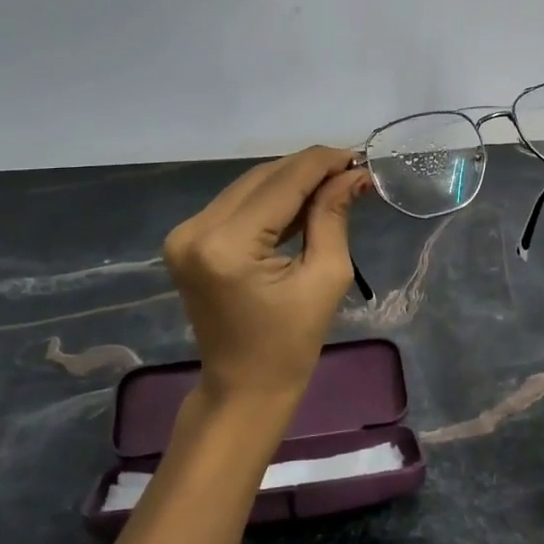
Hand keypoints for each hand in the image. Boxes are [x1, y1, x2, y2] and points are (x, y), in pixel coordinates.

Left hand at [162, 146, 370, 407]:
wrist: (243, 387)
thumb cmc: (291, 343)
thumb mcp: (325, 276)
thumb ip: (333, 215)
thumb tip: (354, 174)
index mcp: (228, 245)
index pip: (283, 183)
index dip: (323, 163)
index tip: (359, 155)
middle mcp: (196, 229)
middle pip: (262, 177)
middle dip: (309, 169)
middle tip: (351, 169)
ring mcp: (184, 234)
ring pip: (248, 186)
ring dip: (290, 180)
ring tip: (333, 182)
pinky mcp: (186, 240)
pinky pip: (236, 204)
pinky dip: (270, 199)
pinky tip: (302, 200)